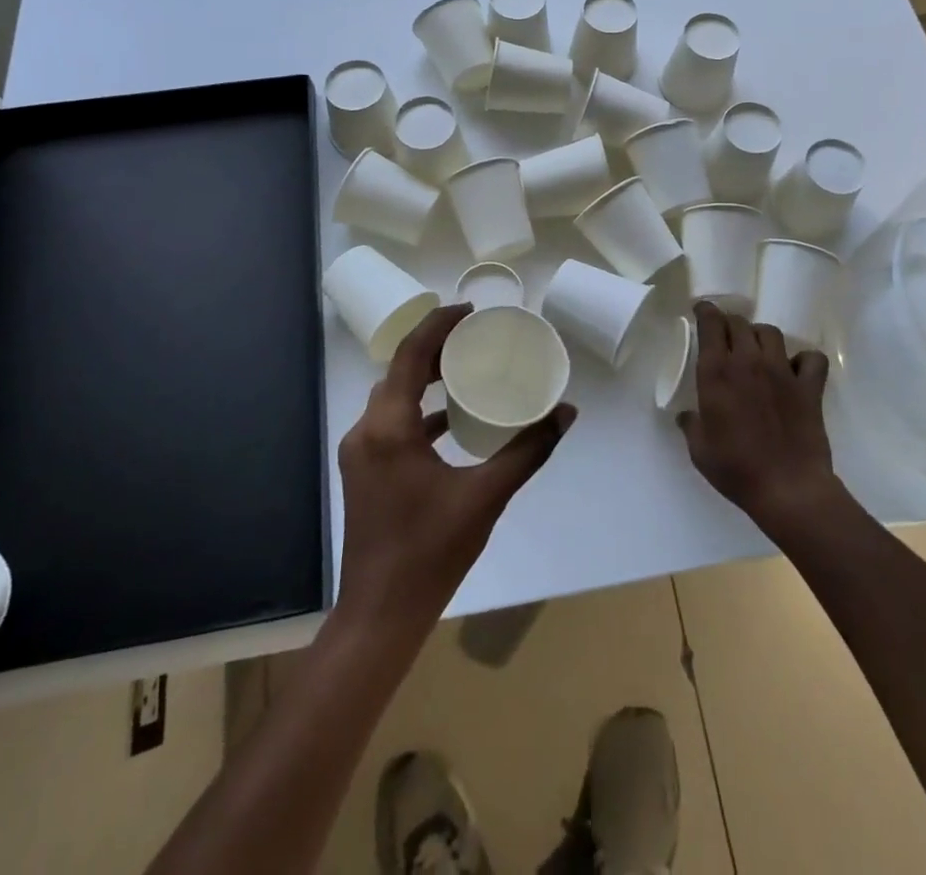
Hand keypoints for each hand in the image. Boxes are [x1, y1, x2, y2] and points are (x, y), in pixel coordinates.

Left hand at [336, 303, 576, 633]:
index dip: (437, 325)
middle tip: (472, 335)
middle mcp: (366, 431)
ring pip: (391, 397)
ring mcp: (360, 453)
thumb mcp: (486, 497)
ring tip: (463, 367)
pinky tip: (448, 420)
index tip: (469, 311)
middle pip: (398, 371)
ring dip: (422, 378)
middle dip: (432, 348)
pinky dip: (417, 411)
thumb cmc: (431, 552)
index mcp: (388, 428)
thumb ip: (528, 451)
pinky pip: (390, 423)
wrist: (381, 614)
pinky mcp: (364, 472)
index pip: (408, 355)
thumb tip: (566, 413)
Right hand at [678, 302, 840, 536]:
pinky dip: (803, 359)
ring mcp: (782, 372)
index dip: (706, 311)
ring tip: (756, 350)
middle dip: (729, 324)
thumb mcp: (700, 450)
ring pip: (770, 333)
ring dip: (759, 336)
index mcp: (716, 373)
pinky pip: (811, 359)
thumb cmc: (736, 469)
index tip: (702, 310)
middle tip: (725, 336)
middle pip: (739, 323)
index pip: (711, 324)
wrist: (787, 489)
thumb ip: (691, 425)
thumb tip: (686, 416)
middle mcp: (748, 362)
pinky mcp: (809, 387)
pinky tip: (795, 369)